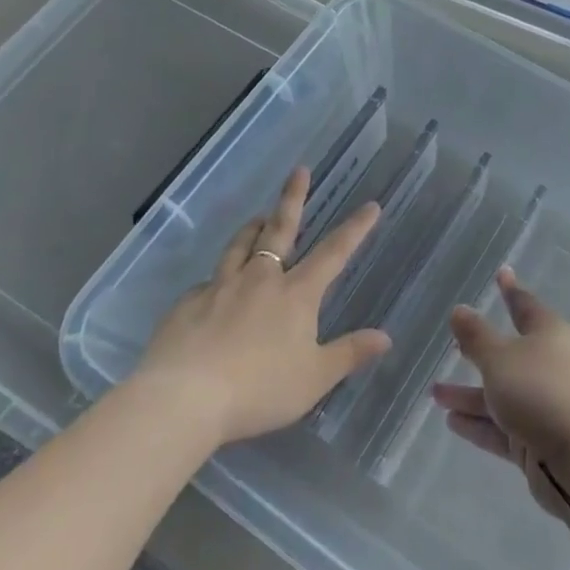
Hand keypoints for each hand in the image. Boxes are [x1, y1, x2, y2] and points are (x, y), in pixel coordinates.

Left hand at [133, 167, 389, 446]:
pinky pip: (207, 283)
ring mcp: (220, 286)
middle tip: (299, 170)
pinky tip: (213, 290)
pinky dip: (217, 279)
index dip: (355, 229)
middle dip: (293, 198)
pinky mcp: (188, 304)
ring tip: (257, 218)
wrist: (184, 398)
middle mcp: (260, 279)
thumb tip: (386, 337)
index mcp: (295, 294)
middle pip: (280, 229)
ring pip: (239, 246)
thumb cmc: (258, 389)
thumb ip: (348, 354)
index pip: (333, 253)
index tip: (370, 206)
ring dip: (252, 228)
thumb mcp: (313, 379)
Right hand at [431, 268, 569, 526]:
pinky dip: (478, 423)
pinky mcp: (536, 440)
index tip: (501, 273)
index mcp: (547, 334)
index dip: (510, 289)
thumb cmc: (539, 391)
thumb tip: (459, 310)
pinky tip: (451, 421)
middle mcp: (547, 365)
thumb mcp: (500, 358)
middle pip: (509, 352)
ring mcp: (543, 404)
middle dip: (480, 349)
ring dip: (469, 394)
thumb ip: (476, 336)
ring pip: (500, 393)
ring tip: (435, 393)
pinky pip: (501, 426)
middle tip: (455, 343)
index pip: (524, 304)